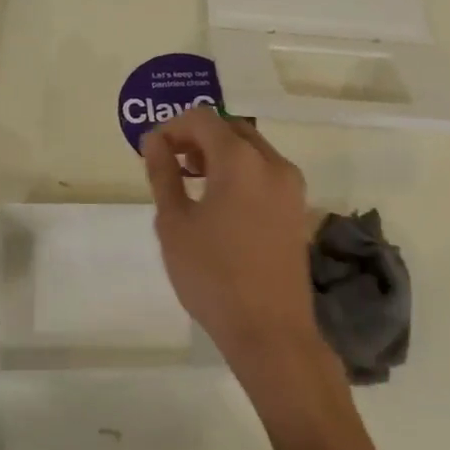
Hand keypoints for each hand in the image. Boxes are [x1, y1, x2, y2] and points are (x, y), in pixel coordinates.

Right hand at [141, 107, 324, 383]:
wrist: (270, 331)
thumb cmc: (213, 275)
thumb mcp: (174, 223)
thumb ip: (163, 174)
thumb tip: (154, 141)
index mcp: (241, 160)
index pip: (203, 119)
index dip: (173, 127)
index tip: (152, 151)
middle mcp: (273, 163)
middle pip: (231, 129)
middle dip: (197, 137)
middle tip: (171, 163)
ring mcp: (291, 186)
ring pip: (251, 149)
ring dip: (220, 153)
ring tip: (192, 182)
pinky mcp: (297, 209)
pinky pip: (265, 172)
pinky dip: (240, 171)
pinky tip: (220, 202)